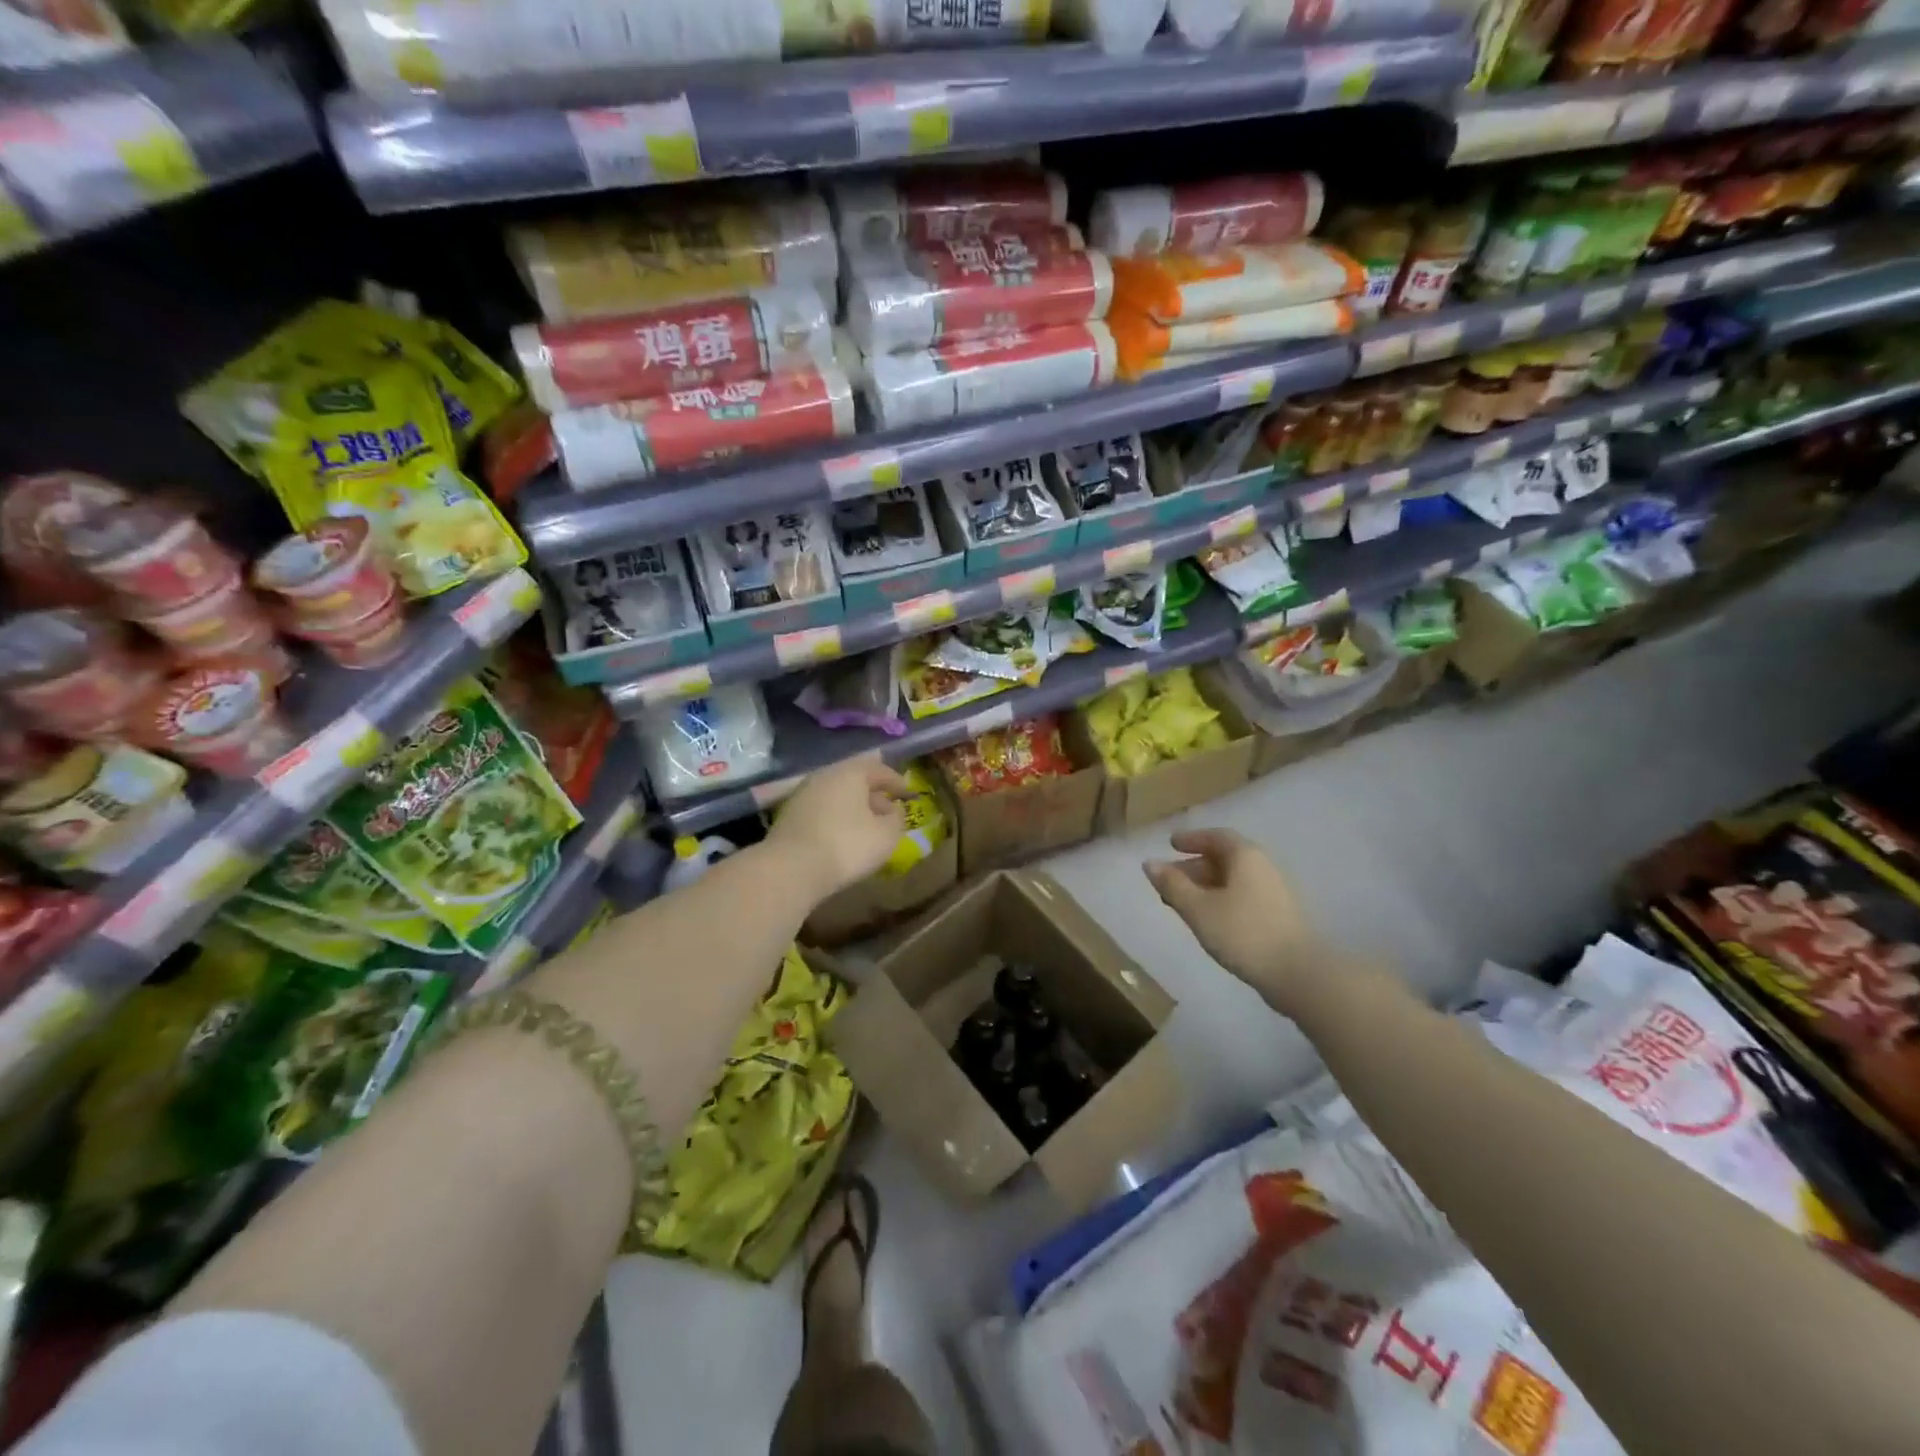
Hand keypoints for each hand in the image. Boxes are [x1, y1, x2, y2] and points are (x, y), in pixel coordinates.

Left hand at [770, 754, 911, 901]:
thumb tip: (893, 811)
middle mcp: (824, 775)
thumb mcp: (886, 835)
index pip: (879, 769)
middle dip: (874, 794)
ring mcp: (803, 794)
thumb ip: (896, 819)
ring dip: (854, 808)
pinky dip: (837, 818)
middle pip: (855, 780)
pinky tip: (843, 836)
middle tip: (888, 811)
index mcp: (850, 772)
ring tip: (868, 827)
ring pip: (837, 795)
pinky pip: (822, 810)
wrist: (791, 869)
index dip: (897, 782)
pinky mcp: (789, 815)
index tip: (909, 794)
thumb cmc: (847, 845)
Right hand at [1144, 829, 1320, 1012]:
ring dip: (1207, 885)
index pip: (1216, 836)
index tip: (1171, 844)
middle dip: (1194, 866)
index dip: (1191, 838)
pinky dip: (1222, 898)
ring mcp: (1275, 891)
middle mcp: (1263, 866)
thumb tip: (1150, 863)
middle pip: (1224, 857)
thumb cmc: (1242, 932)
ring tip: (1184, 903)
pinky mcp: (1280, 914)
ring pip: (1234, 879)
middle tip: (1169, 881)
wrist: (1298, 973)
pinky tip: (1209, 918)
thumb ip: (1172, 884)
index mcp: (1245, 856)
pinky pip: (1244, 895)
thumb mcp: (1198, 908)